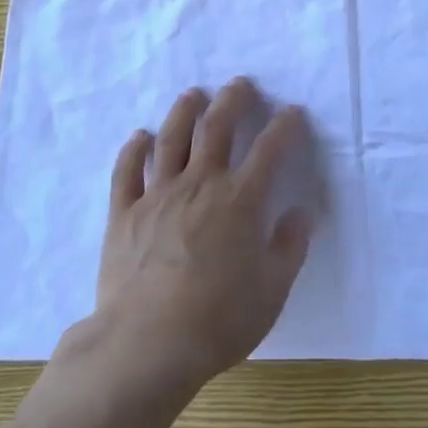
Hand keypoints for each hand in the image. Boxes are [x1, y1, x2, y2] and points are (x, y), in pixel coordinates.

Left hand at [83, 78, 312, 393]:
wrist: (147, 344)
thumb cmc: (219, 320)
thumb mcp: (272, 290)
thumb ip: (290, 246)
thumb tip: (303, 211)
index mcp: (240, 200)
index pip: (270, 149)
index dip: (284, 126)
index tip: (292, 111)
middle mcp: (200, 184)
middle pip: (217, 127)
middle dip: (232, 100)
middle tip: (239, 84)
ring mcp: (158, 194)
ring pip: (172, 138)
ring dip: (184, 111)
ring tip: (193, 94)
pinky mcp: (124, 212)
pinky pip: (127, 171)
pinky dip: (134, 149)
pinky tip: (140, 136)